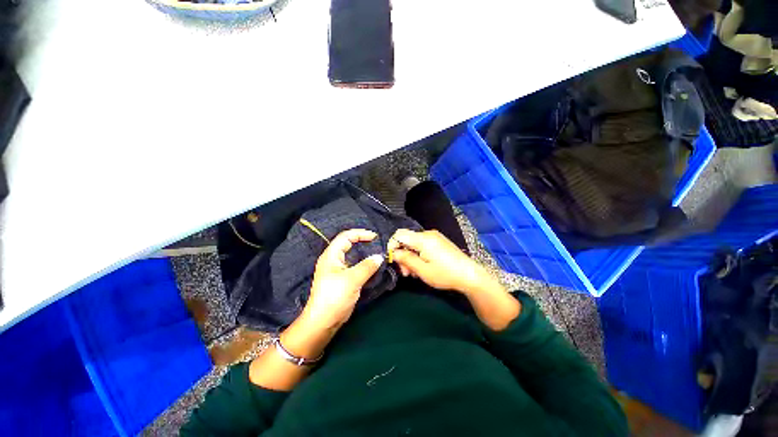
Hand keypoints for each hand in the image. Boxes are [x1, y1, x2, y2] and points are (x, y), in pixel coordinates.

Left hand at [302, 229, 383, 330]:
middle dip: (362, 241)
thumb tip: (380, 256)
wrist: (323, 322)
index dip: (360, 233)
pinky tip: (372, 266)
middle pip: (348, 243)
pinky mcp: (342, 278)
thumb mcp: (352, 280)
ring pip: (352, 255)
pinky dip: (364, 263)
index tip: (375, 237)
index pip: (346, 236)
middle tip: (377, 243)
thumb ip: (367, 266)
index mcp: (331, 255)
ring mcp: (337, 269)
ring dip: (364, 252)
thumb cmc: (334, 297)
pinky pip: (354, 265)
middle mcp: (333, 259)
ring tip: (377, 252)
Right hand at [388, 229, 488, 294]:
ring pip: (414, 243)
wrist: (470, 275)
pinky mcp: (439, 242)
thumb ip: (405, 259)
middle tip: (405, 272)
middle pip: (406, 239)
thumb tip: (393, 253)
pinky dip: (418, 255)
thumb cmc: (445, 274)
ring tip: (412, 273)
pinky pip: (422, 245)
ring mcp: (434, 237)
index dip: (392, 245)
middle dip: (402, 255)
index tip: (392, 260)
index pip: (399, 234)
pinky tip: (421, 267)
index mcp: (423, 238)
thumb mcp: (422, 270)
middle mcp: (428, 234)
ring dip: (410, 257)